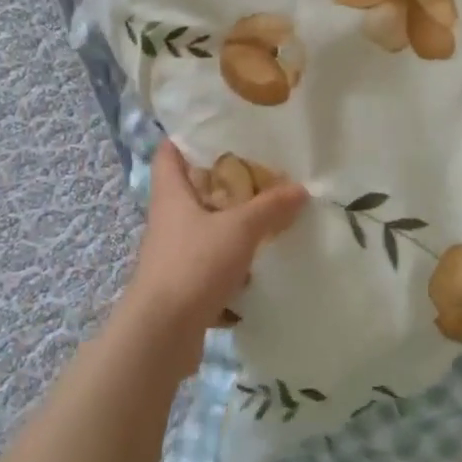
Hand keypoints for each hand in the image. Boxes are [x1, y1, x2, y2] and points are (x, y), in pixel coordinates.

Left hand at [120, 140, 307, 371]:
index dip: (187, 136)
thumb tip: (300, 188)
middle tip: (259, 167)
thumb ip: (270, 207)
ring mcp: (173, 251)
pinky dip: (231, 253)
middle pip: (191, 187)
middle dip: (221, 178)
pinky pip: (210, 256)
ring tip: (266, 208)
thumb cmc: (193, 265)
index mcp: (171, 194)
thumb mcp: (239, 229)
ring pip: (203, 223)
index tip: (219, 127)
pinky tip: (258, 254)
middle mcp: (168, 218)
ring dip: (229, 218)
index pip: (169, 152)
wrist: (162, 334)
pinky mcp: (183, 281)